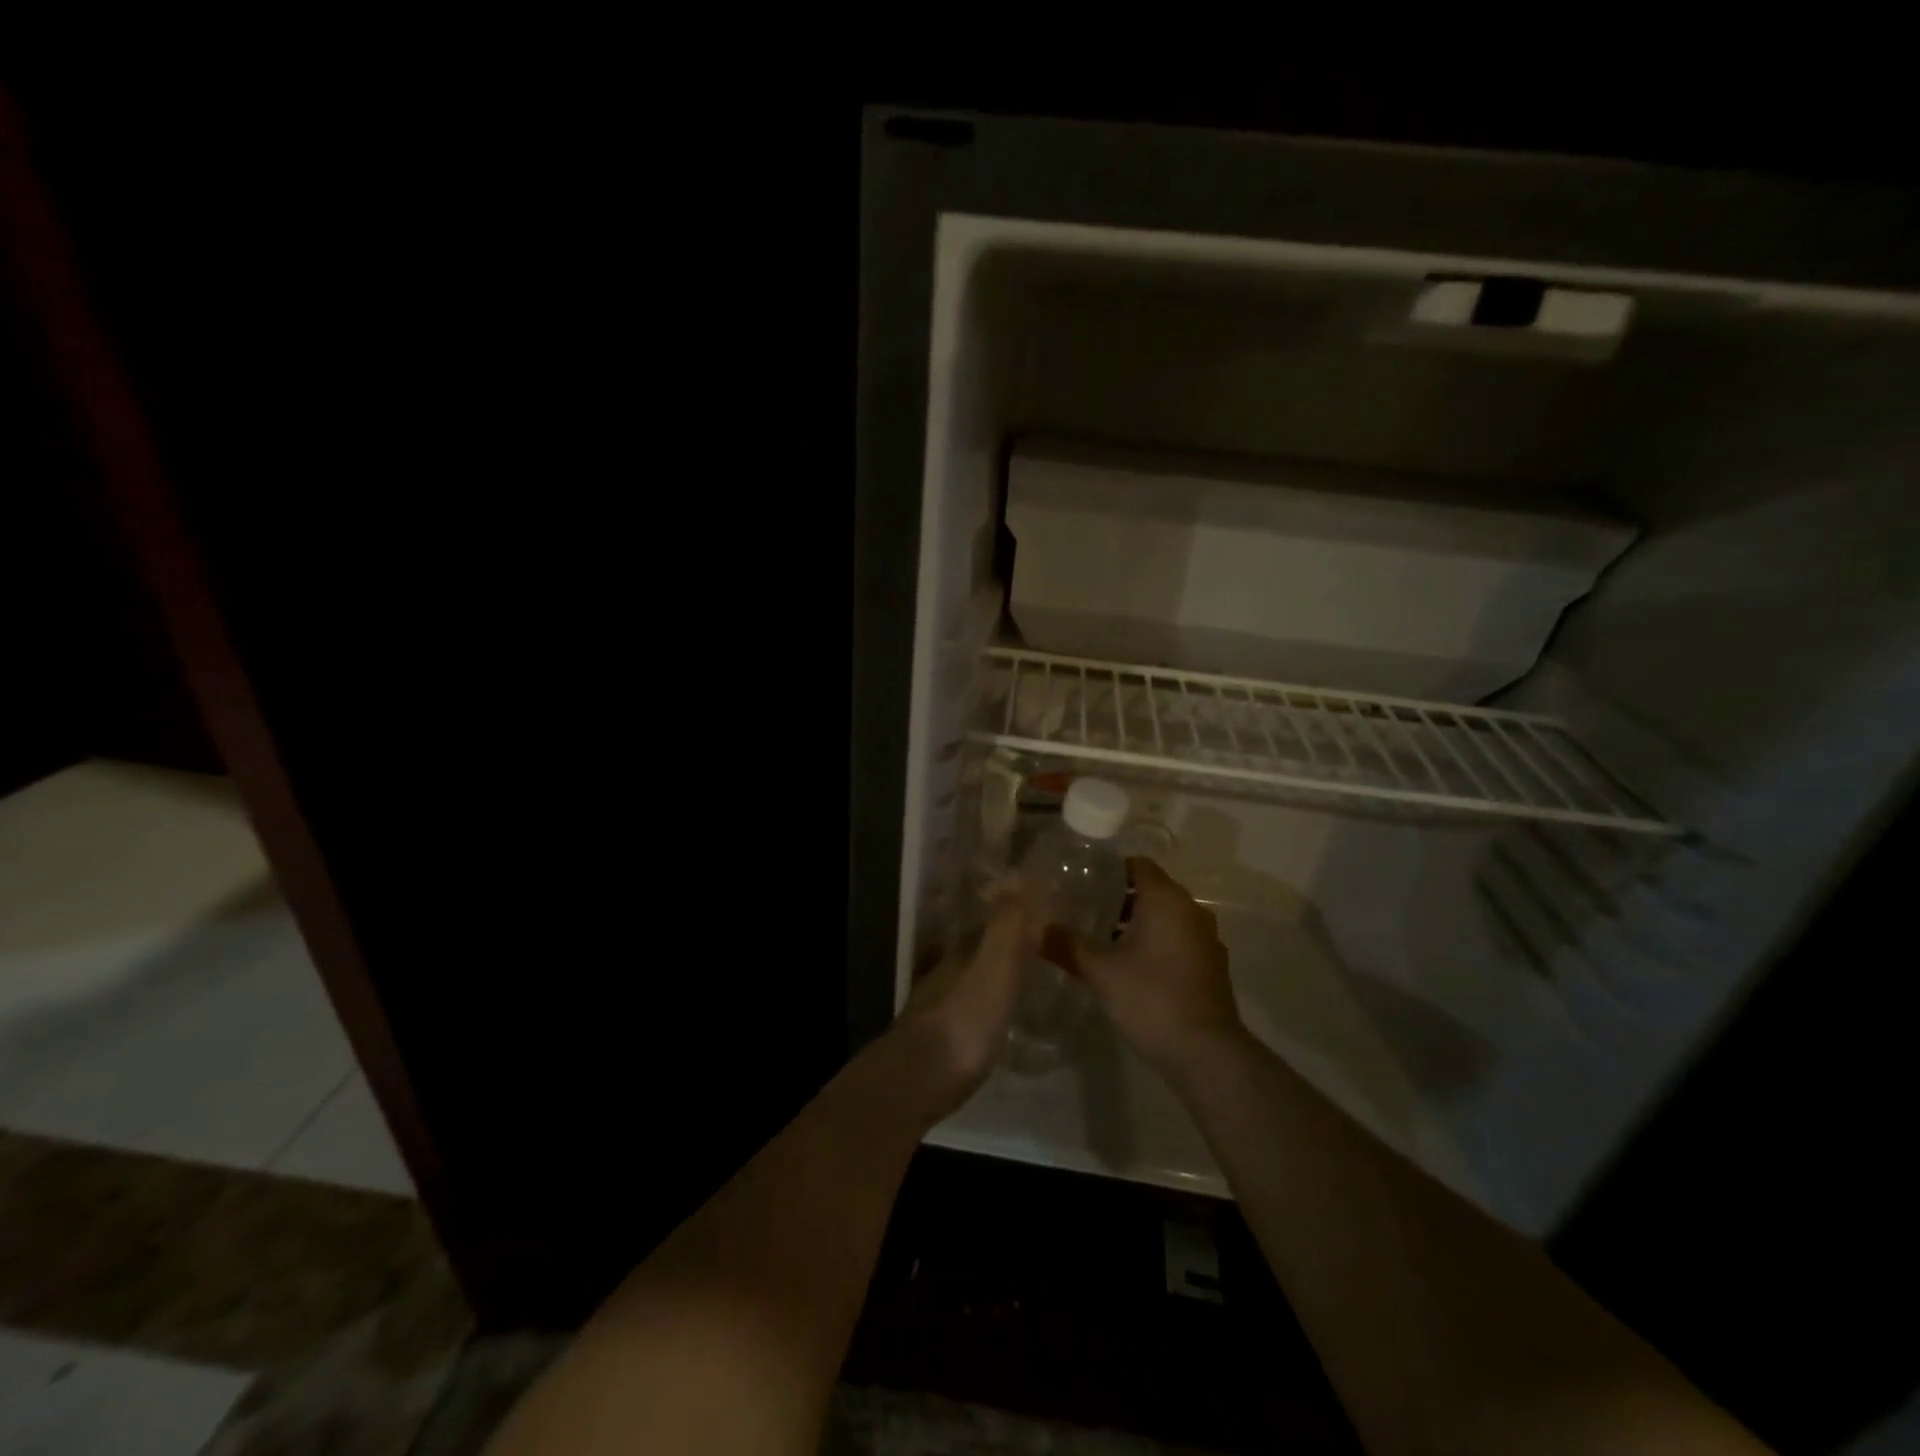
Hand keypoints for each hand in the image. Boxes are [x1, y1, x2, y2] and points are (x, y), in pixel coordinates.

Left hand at [896, 888, 1033, 1111]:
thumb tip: (1017, 874)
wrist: (920, 1077)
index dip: (1019, 916)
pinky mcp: (941, 1035)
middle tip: (1044, 947)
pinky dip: (988, 1002)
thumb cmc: (965, 1018)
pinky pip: (971, 1006)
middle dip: (1009, 943)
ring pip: (974, 976)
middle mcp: (949, 969)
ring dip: (998, 973)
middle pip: (982, 948)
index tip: (1047, 915)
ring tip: (1029, 979)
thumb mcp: (995, 967)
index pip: (994, 921)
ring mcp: (941, 1002)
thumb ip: (1007, 925)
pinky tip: (1001, 1015)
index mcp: (964, 950)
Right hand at [1077, 858, 1245, 1077]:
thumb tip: (1037, 930)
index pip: (1138, 865)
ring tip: (1104, 942)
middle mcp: (1191, 910)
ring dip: (1139, 924)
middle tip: (1086, 912)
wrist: (1206, 1052)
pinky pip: (1179, 940)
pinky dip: (1157, 944)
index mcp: (1166, 899)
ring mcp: (1206, 939)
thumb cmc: (1150, 998)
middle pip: (1152, 890)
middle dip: (1120, 899)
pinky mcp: (1212, 966)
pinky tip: (1133, 968)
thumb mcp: (1100, 971)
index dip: (1110, 870)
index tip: (1084, 883)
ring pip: (1167, 918)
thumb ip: (1068, 945)